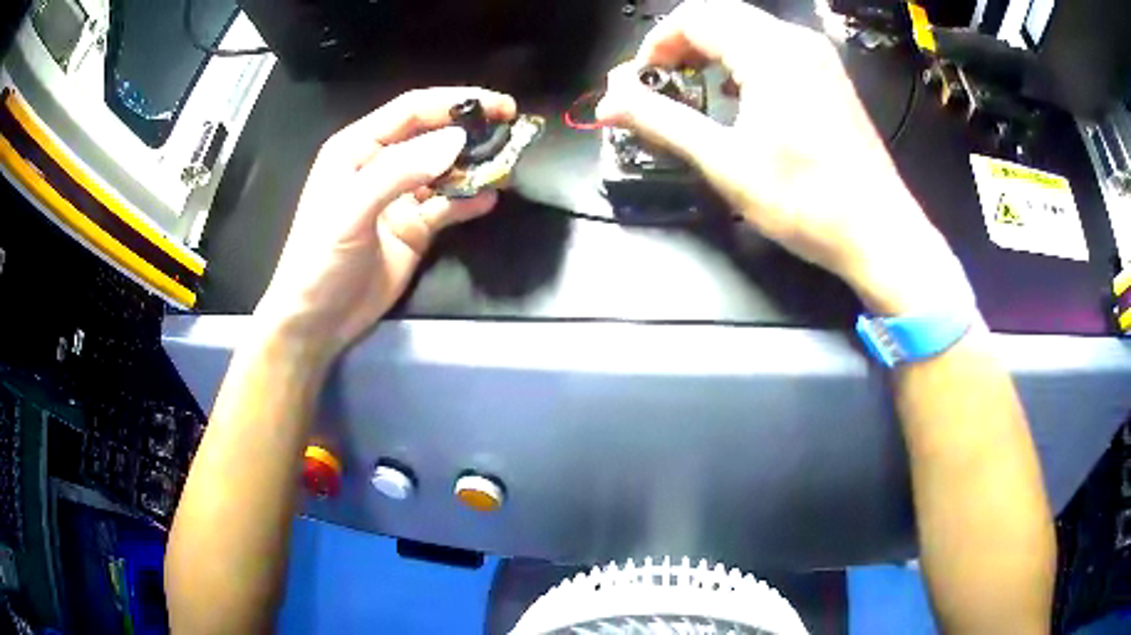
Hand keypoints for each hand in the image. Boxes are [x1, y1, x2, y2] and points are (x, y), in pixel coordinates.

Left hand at [256, 88, 516, 355]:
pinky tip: (489, 199)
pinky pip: (447, 206)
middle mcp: (381, 165)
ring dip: (474, 165)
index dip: (455, 101)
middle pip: (433, 135)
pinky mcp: (414, 227)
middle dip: (470, 130)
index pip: (411, 111)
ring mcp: (400, 196)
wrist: (318, 320)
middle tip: (511, 130)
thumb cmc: (321, 259)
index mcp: (358, 148)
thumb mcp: (351, 210)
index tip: (498, 105)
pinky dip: (469, 201)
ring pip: (444, 170)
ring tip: (507, 164)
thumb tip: (456, 141)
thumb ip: (399, 172)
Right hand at [597, 0, 972, 314]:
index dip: (656, 42)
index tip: (640, 81)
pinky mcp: (831, 78)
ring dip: (712, 49)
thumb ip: (661, 121)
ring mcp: (819, 58)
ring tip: (694, 87)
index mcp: (770, 51)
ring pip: (749, 29)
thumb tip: (610, 99)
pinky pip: (775, 49)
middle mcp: (796, 41)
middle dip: (681, 43)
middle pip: (721, 15)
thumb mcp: (725, 162)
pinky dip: (743, 60)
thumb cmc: (806, 201)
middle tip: (661, 82)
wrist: (880, 233)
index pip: (695, 16)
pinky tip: (739, 95)